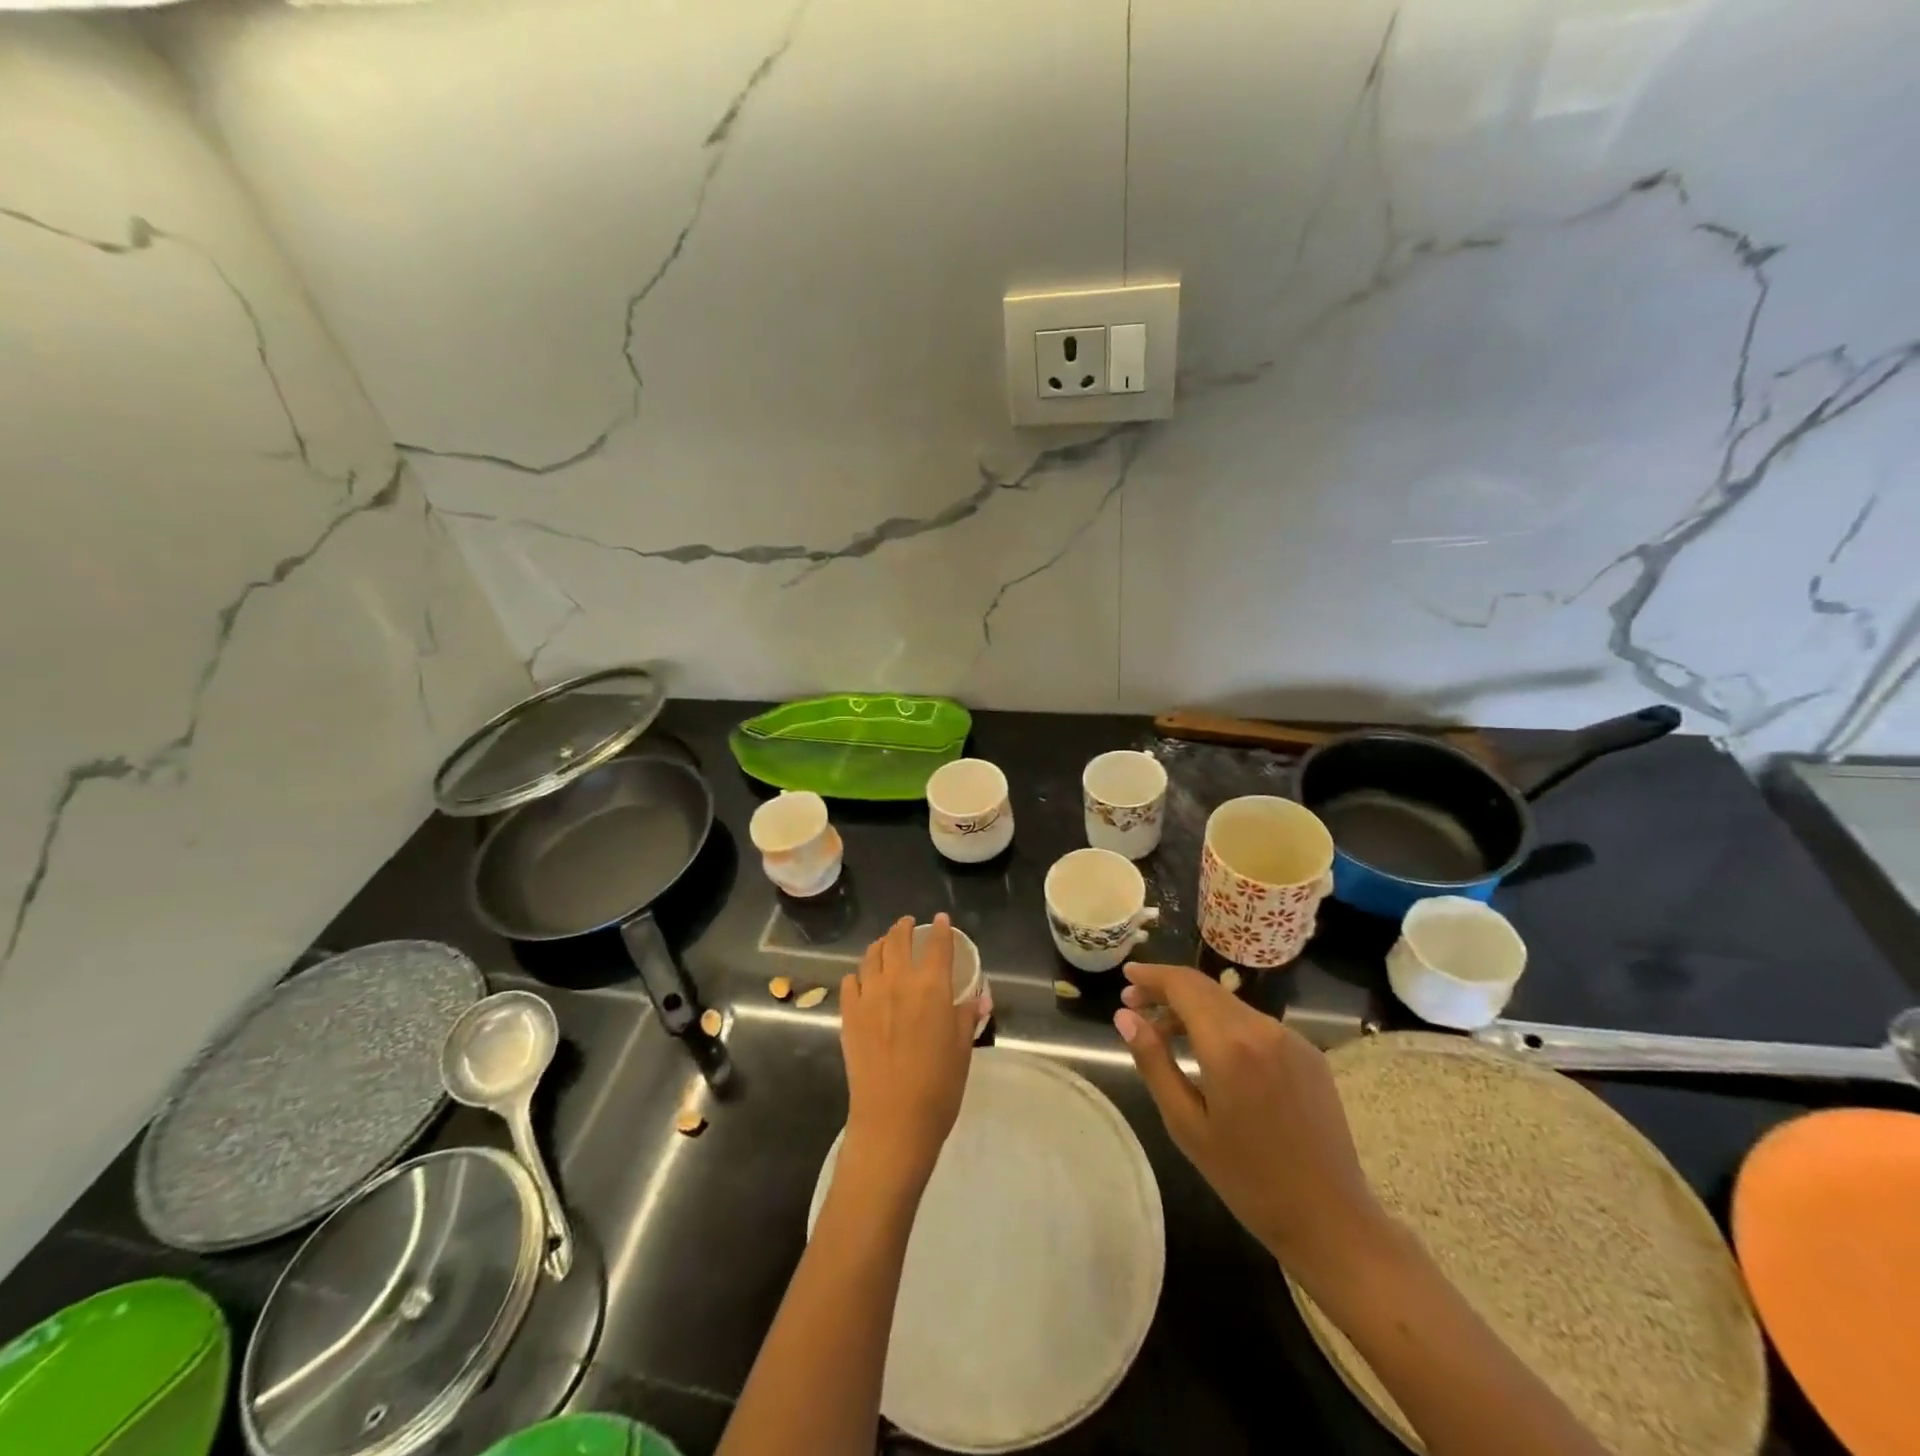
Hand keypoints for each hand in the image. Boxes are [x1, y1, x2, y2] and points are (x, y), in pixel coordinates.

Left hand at [839, 915, 978, 1187]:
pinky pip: (851, 981)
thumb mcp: (962, 1049)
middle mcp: (898, 982)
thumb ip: (966, 1016)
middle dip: (904, 928)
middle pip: (898, 940)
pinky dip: (859, 974)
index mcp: (932, 987)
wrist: (893, 1122)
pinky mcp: (848, 1015)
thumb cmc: (938, 1088)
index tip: (941, 920)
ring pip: (871, 955)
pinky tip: (863, 980)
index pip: (937, 945)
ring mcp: (869, 996)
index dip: (940, 929)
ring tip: (886, 945)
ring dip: (881, 945)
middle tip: (909, 925)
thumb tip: (978, 997)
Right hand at [1114, 962, 1383, 1272]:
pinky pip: (1255, 1024)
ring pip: (1230, 1004)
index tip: (1126, 977)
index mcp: (1229, 1045)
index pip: (1183, 985)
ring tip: (1166, 1032)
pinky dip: (1224, 1024)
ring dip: (1194, 1007)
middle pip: (1206, 988)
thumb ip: (1153, 1062)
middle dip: (1168, 989)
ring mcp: (1291, 1038)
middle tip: (1135, 1004)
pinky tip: (1211, 1051)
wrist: (1331, 1219)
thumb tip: (1125, 1017)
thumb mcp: (1186, 1124)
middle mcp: (1263, 1028)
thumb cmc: (1247, 1179)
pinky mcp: (1309, 1053)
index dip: (1152, 976)